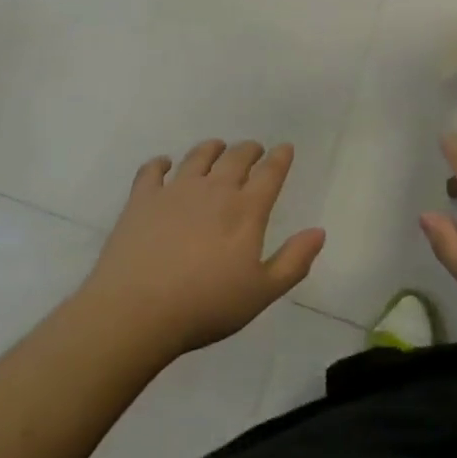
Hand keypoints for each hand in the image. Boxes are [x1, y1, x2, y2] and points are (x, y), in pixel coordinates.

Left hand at [80, 140, 325, 358]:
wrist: (137, 309)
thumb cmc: (205, 306)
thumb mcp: (261, 293)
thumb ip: (293, 261)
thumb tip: (319, 232)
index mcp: (245, 210)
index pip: (270, 173)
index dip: (280, 158)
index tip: (285, 148)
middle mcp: (214, 189)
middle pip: (236, 157)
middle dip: (249, 149)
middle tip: (254, 149)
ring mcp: (176, 190)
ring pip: (198, 156)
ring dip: (212, 148)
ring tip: (217, 148)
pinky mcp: (142, 198)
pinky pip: (152, 170)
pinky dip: (160, 163)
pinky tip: (164, 165)